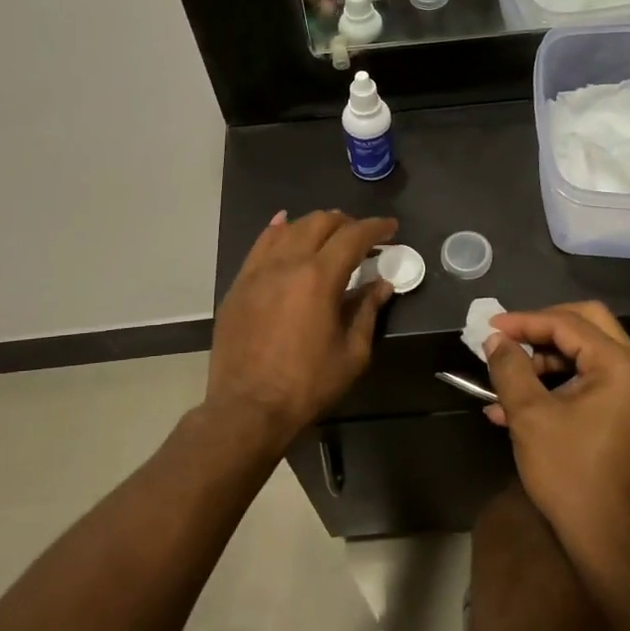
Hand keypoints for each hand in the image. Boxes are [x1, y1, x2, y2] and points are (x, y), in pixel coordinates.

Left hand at [206, 210, 397, 453]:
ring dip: (313, 225)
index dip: (376, 228)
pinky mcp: (239, 285)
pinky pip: (260, 245)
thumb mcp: (351, 353)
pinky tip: (284, 226)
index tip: (391, 228)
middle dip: (346, 222)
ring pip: (288, 229)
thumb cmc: (307, 385)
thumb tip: (381, 286)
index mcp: (319, 278)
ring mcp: (257, 271)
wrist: (247, 408)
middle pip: (319, 223)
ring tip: (328, 234)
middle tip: (362, 236)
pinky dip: (278, 230)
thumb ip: (366, 312)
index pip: (353, 237)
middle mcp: (287, 263)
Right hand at [483, 302, 629, 571]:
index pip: (568, 323)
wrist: (611, 541)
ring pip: (586, 354)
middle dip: (540, 330)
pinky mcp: (629, 414)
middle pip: (585, 325)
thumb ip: (510, 368)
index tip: (488, 327)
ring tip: (504, 380)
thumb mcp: (530, 416)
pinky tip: (515, 406)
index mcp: (622, 365)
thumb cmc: (571, 474)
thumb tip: (495, 339)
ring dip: (544, 361)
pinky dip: (557, 385)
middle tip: (506, 339)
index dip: (524, 321)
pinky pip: (591, 382)